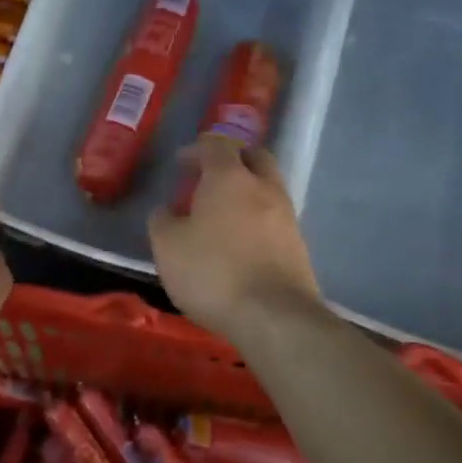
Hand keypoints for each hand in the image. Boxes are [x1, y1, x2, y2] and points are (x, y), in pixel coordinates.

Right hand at [149, 135, 321, 342]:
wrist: (273, 316)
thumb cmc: (212, 272)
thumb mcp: (167, 246)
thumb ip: (163, 221)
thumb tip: (167, 211)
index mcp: (229, 178)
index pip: (216, 146)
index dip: (196, 150)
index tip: (180, 164)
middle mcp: (264, 188)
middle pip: (254, 157)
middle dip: (232, 160)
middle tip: (209, 177)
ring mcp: (287, 216)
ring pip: (268, 187)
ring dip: (246, 191)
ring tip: (222, 214)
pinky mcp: (298, 245)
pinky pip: (274, 218)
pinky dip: (257, 219)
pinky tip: (240, 241)